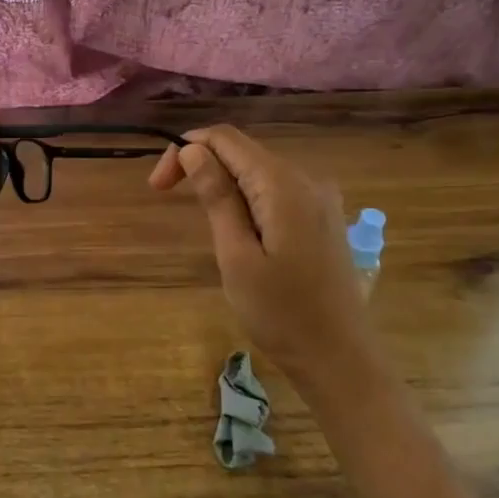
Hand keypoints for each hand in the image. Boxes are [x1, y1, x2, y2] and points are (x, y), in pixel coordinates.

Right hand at [150, 124, 369, 384]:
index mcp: (283, 184)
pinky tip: (236, 228)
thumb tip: (192, 150)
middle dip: (200, 164)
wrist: (341, 359)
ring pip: (258, 170)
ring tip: (201, 221)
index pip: (225, 139)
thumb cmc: (282, 314)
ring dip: (222, 182)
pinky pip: (276, 190)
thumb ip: (217, 197)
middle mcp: (306, 178)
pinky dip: (246, 196)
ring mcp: (320, 197)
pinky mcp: (323, 217)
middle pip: (242, 150)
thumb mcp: (236, 256)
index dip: (184, 149)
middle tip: (165, 197)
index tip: (157, 186)